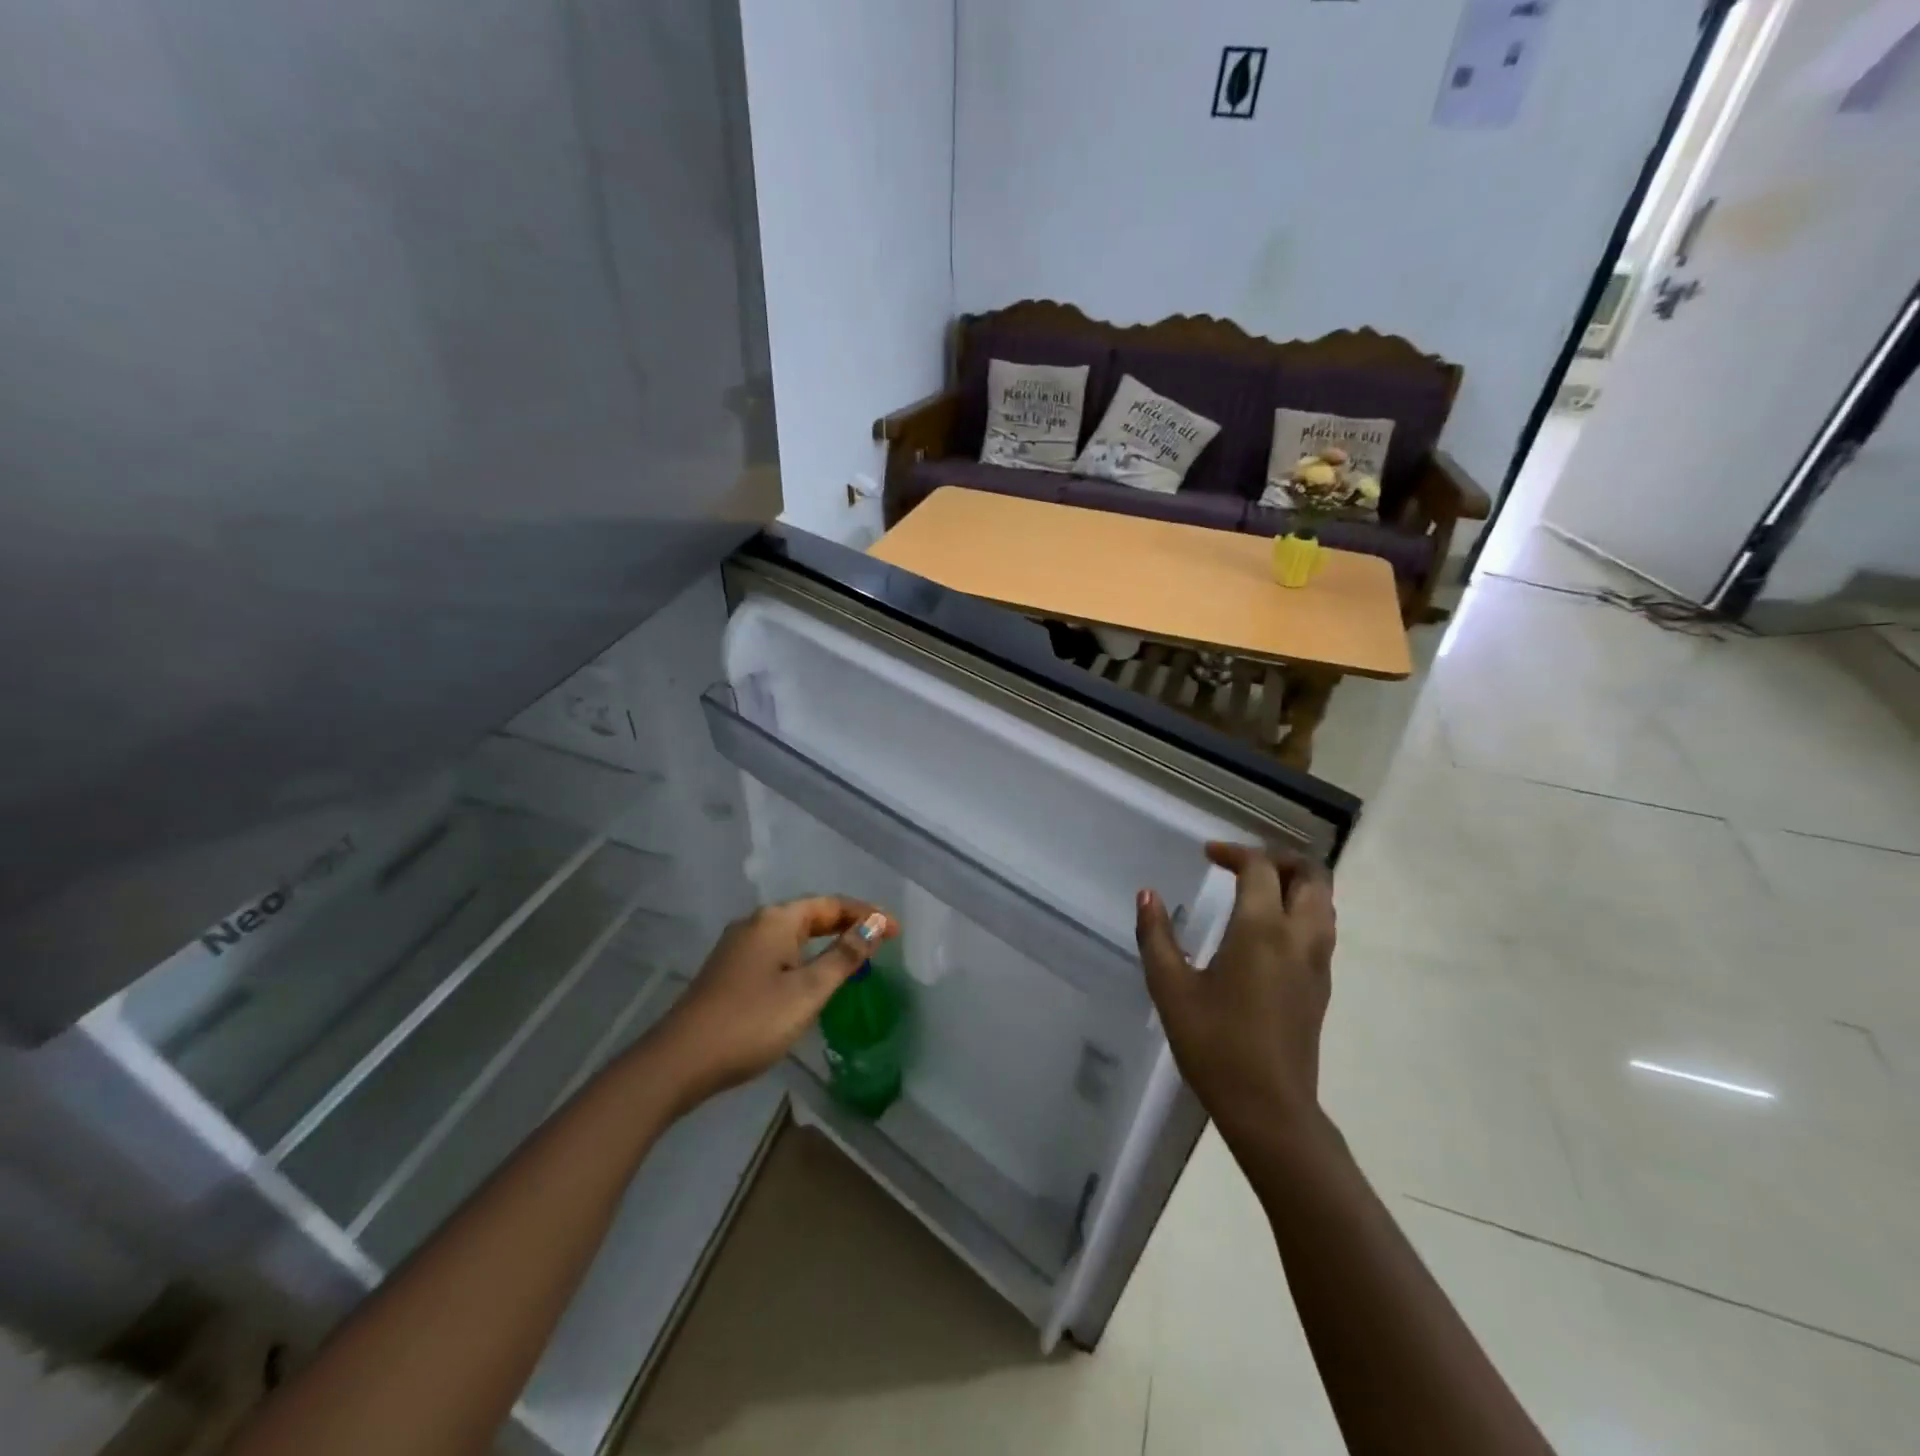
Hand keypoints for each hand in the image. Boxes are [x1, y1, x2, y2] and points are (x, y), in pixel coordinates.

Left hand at [647, 898, 897, 1113]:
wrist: (679, 1061)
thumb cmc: (751, 1022)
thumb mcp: (807, 991)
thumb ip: (844, 957)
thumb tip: (874, 927)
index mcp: (776, 920)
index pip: (831, 904)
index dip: (866, 914)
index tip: (896, 930)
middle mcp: (755, 923)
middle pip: (810, 914)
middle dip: (846, 924)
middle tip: (880, 940)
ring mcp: (738, 947)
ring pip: (792, 934)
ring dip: (825, 940)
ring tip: (854, 956)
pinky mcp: (729, 970)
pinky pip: (777, 951)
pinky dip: (804, 955)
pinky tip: (812, 976)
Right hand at [1136, 843, 1335, 1144]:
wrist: (1269, 1108)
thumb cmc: (1214, 1044)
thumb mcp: (1171, 988)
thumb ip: (1156, 935)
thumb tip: (1146, 895)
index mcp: (1262, 929)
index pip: (1261, 868)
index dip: (1235, 852)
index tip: (1208, 854)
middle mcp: (1299, 937)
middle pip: (1312, 876)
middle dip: (1280, 858)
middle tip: (1243, 863)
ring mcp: (1317, 963)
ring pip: (1324, 902)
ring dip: (1296, 882)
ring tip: (1257, 888)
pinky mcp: (1321, 986)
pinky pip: (1322, 928)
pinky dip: (1302, 908)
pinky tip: (1267, 928)